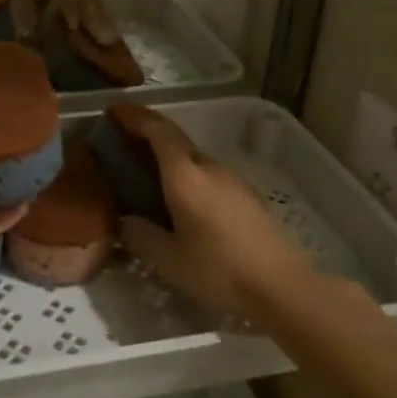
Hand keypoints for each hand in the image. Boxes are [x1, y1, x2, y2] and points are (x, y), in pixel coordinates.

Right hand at [115, 110, 315, 327]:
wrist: (281, 287)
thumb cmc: (219, 271)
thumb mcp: (169, 261)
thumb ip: (142, 236)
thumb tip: (127, 221)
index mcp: (186, 177)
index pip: (158, 132)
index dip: (136, 118)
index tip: (115, 111)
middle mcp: (210, 169)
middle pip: (177, 140)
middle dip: (149, 132)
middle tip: (124, 138)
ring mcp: (232, 181)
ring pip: (194, 157)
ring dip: (169, 155)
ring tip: (147, 170)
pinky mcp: (246, 197)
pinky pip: (207, 174)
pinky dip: (186, 173)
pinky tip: (180, 198)